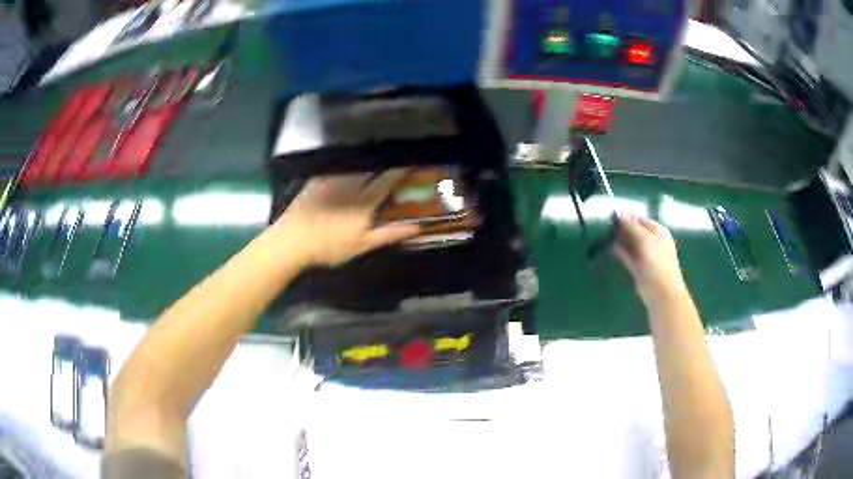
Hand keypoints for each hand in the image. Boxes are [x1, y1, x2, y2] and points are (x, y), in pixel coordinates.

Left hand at [271, 169, 419, 266]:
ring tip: (370, 167)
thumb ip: (389, 234)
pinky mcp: (317, 180)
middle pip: (372, 170)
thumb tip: (416, 227)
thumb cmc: (329, 247)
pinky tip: (345, 173)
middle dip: (383, 166)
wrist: (292, 241)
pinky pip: (336, 169)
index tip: (410, 165)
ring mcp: (332, 180)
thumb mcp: (362, 245)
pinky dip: (345, 169)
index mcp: (364, 202)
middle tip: (389, 168)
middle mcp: (351, 185)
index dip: (400, 172)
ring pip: (354, 168)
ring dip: (365, 166)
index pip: (387, 181)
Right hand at [613, 214, 685, 303]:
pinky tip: (610, 248)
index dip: (628, 217)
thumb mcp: (645, 238)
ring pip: (631, 244)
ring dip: (621, 240)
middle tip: (607, 225)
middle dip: (623, 228)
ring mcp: (646, 255)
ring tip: (606, 235)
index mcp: (658, 231)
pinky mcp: (638, 268)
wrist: (661, 291)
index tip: (612, 216)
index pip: (641, 219)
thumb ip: (632, 226)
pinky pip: (628, 257)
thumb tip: (619, 213)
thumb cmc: (657, 261)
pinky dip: (620, 252)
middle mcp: (653, 241)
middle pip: (635, 231)